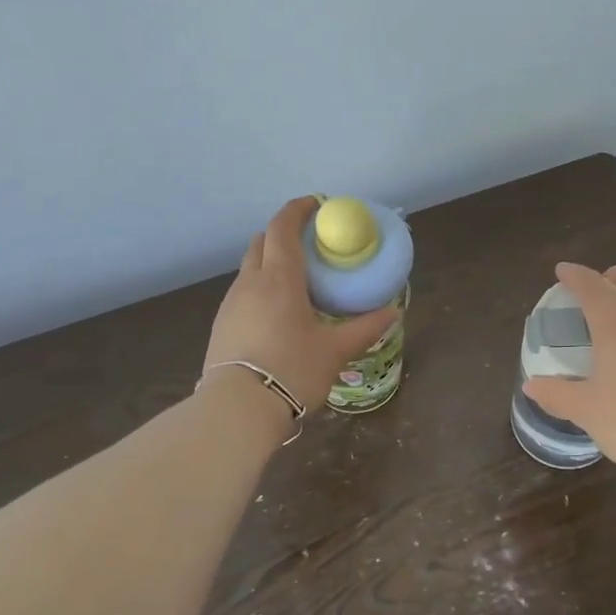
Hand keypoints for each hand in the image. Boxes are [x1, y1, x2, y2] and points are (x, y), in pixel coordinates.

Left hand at [205, 198, 399, 412]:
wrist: (237, 409)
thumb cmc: (292, 370)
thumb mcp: (336, 350)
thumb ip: (365, 328)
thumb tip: (394, 312)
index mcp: (279, 278)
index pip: (283, 227)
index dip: (297, 210)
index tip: (315, 204)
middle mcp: (250, 282)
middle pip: (262, 242)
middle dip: (283, 234)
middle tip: (309, 244)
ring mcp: (231, 304)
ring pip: (250, 268)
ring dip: (270, 263)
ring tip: (297, 282)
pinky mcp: (221, 326)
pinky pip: (243, 293)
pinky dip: (260, 288)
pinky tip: (277, 314)